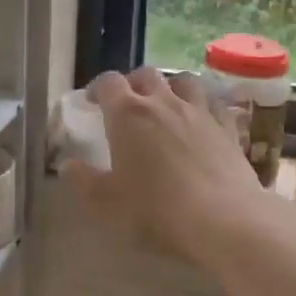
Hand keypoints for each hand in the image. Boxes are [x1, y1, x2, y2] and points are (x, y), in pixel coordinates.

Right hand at [65, 69, 269, 262]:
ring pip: (184, 80)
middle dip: (133, 83)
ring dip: (171, 86)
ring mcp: (200, 112)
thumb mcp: (106, 203)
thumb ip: (83, 181)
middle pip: (146, 74)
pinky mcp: (228, 128)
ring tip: (167, 103)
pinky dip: (204, 106)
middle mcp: (163, 102)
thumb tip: (68, 164)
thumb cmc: (156, 211)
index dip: (99, 88)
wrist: (224, 221)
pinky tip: (203, 121)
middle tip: (128, 103)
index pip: (109, 82)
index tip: (93, 101)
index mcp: (128, 114)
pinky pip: (214, 104)